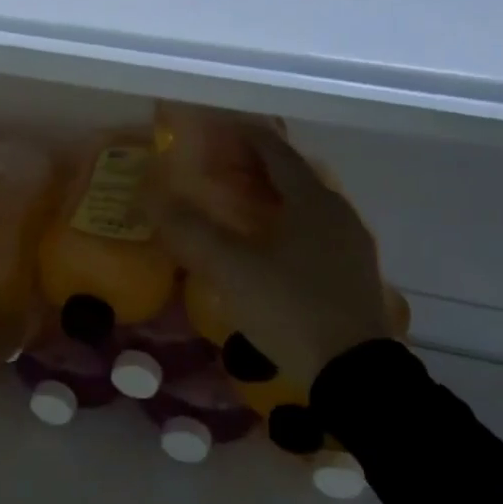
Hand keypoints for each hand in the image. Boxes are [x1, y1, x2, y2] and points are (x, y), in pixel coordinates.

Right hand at [149, 122, 402, 385]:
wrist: (352, 373)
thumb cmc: (291, 308)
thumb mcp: (231, 269)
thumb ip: (190, 230)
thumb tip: (150, 195)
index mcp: (312, 201)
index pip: (275, 151)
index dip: (245, 137)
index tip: (217, 130)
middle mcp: (338, 214)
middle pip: (292, 176)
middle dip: (254, 167)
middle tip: (216, 168)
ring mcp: (350, 245)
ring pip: (304, 207)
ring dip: (270, 198)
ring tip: (236, 205)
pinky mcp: (351, 274)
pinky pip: (312, 233)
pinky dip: (284, 225)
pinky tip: (265, 247)